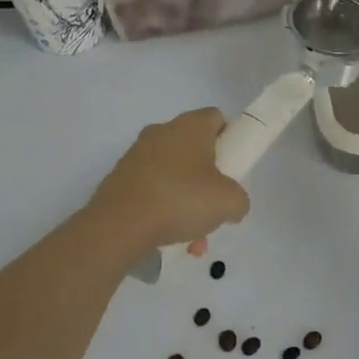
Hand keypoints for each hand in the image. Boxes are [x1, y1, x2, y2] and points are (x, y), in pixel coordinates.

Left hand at [88, 109, 250, 251]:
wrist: (118, 226)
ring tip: (192, 239)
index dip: (229, 139)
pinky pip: (151, 191)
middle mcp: (162, 132)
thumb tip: (232, 205)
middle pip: (194, 149)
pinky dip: (162, 211)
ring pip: (173, 175)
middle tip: (213, 205)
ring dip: (186, 202)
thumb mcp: (229, 202)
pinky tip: (168, 240)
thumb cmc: (181, 200)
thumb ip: (239, 199)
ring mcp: (136, 155)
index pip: (216, 118)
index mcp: (190, 126)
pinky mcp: (119, 179)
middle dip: (207, 179)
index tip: (233, 166)